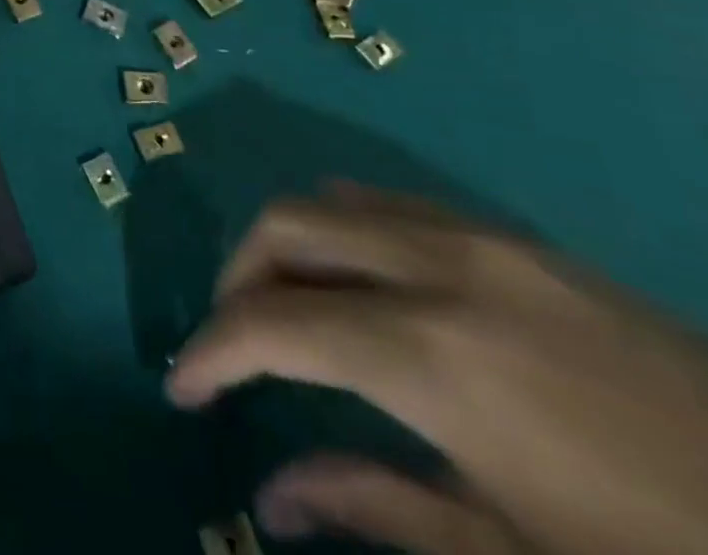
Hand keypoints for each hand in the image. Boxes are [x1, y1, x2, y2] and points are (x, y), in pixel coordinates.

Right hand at [167, 184, 707, 554]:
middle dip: (238, 278)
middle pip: (288, 226)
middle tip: (233, 346)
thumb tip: (272, 493)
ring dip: (290, 247)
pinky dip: (348, 233)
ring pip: (336, 200)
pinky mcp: (524, 240)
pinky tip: (367, 290)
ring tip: (288, 312)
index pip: (272, 325)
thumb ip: (378, 506)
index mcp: (431, 353)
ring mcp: (486, 239)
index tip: (182, 386)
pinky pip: (395, 206)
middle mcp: (438, 265)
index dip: (212, 352)